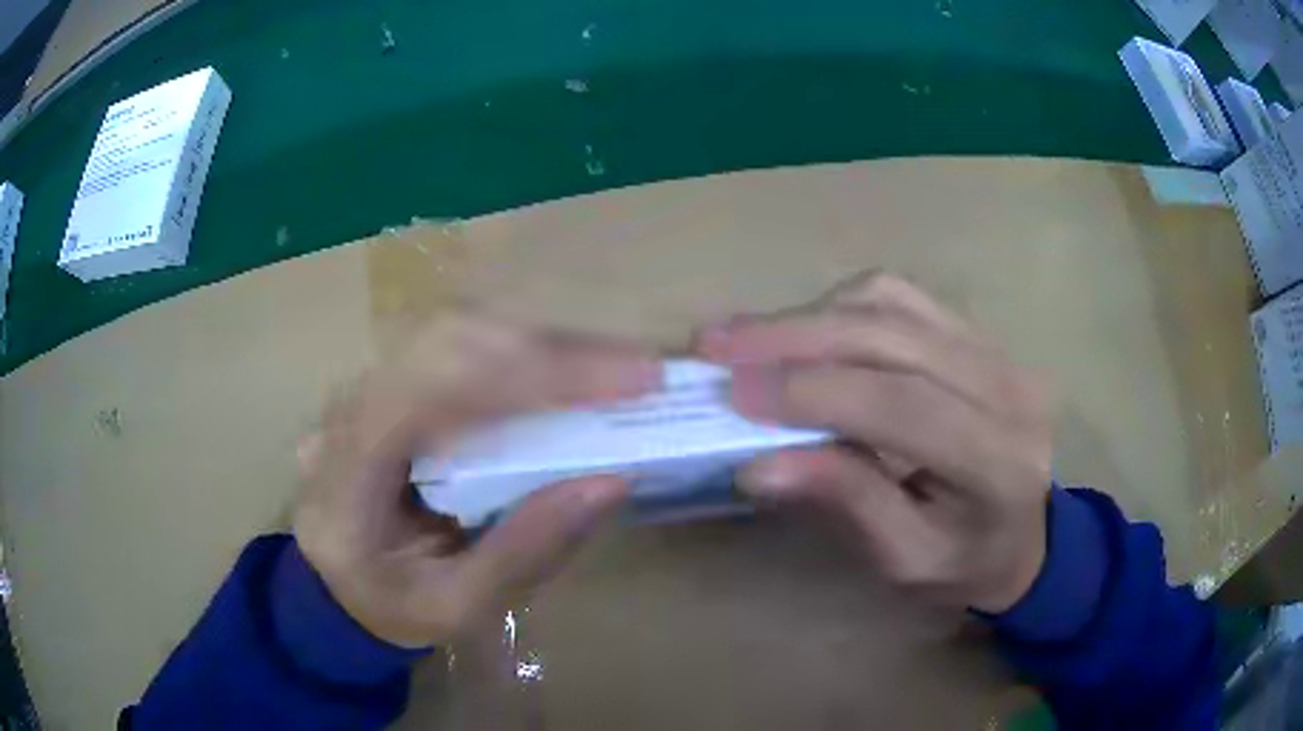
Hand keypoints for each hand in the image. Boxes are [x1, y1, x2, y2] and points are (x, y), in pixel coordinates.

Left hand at [293, 314, 657, 647]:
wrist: (336, 588)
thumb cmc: (389, 606)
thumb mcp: (455, 606)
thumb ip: (524, 551)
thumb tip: (611, 481)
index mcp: (347, 472)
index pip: (435, 389)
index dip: (534, 376)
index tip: (630, 382)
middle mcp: (348, 408)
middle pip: (451, 340)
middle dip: (552, 350)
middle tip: (636, 372)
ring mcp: (364, 387)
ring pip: (456, 332)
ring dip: (540, 344)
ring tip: (612, 370)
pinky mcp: (386, 385)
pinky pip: (455, 347)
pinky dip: (520, 353)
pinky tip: (564, 374)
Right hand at [698, 273, 1051, 612]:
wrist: (1024, 531)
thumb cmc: (964, 561)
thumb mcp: (904, 559)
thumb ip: (846, 504)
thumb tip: (755, 464)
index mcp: (1000, 461)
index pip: (902, 406)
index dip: (814, 392)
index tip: (732, 392)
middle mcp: (1006, 387)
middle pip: (891, 336)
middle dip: (793, 336)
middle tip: (716, 344)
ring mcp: (995, 348)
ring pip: (890, 302)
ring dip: (810, 316)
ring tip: (747, 340)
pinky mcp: (974, 332)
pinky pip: (899, 297)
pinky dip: (839, 306)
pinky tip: (803, 331)